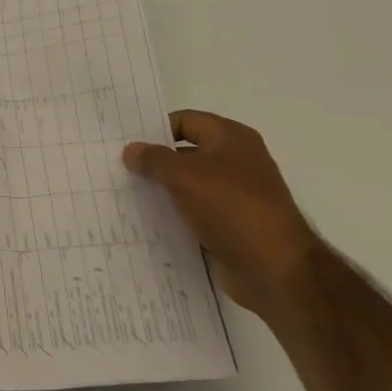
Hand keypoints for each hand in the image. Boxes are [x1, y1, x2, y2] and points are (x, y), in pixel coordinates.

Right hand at [123, 110, 323, 322]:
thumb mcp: (185, 176)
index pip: (185, 121)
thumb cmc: (232, 208)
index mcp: (231, 139)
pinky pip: (193, 213)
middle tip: (117, 170)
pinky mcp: (229, 224)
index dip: (155, 129)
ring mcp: (233, 195)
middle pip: (185, 153)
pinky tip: (145, 222)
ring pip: (187, 185)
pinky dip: (172, 216)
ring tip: (124, 196)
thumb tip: (131, 149)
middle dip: (154, 162)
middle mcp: (235, 162)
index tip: (124, 144)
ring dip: (160, 191)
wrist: (274, 269)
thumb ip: (154, 159)